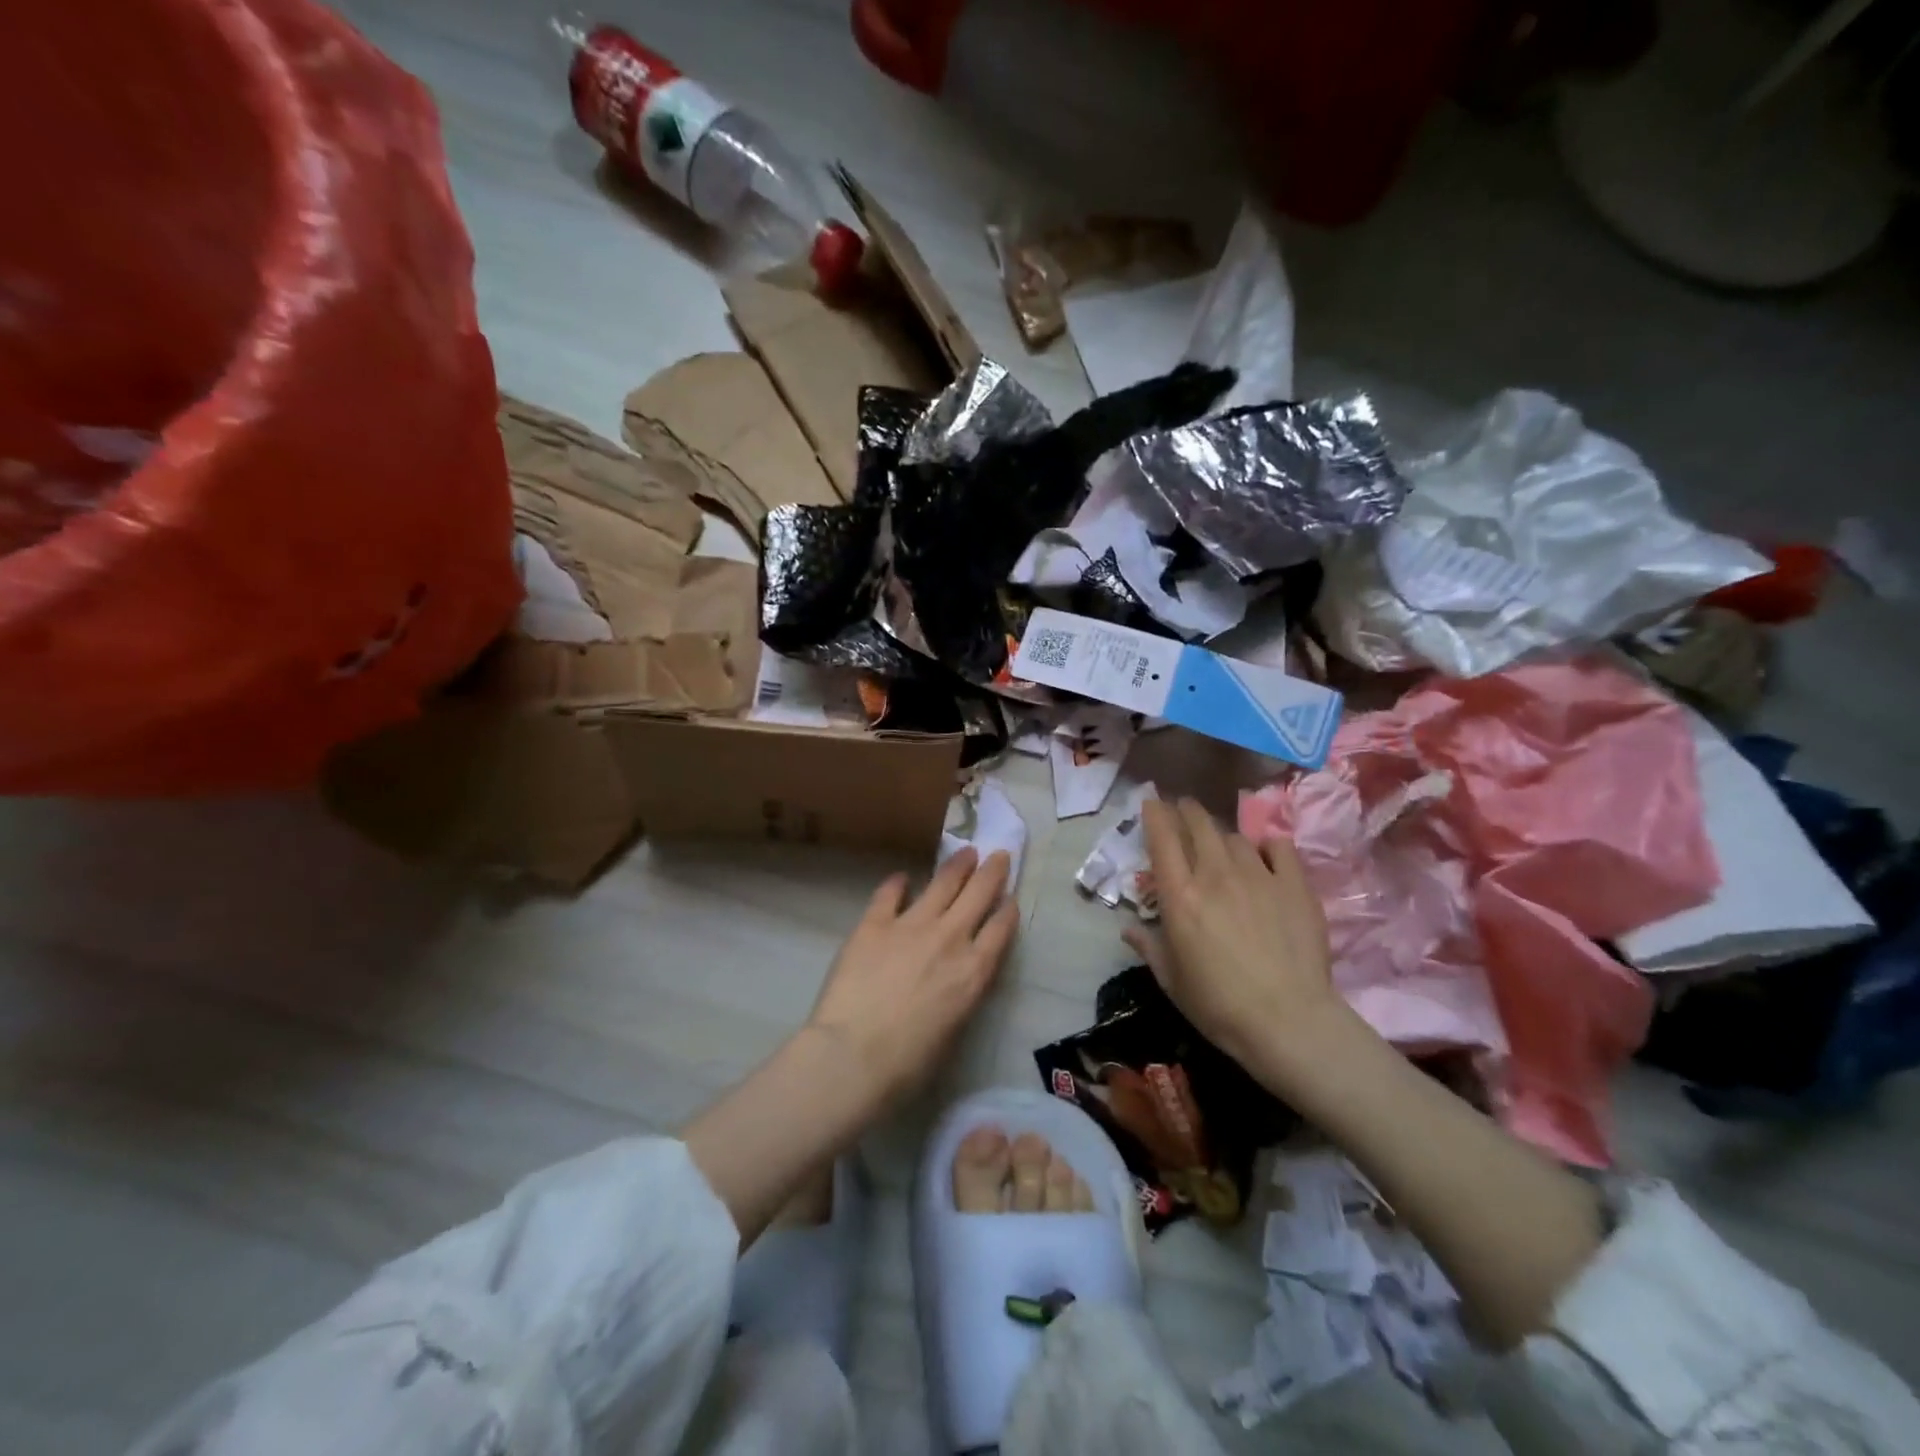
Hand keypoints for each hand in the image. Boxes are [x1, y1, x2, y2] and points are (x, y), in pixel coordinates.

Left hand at [807, 849, 1018, 1105]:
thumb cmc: (908, 1063)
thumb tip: (957, 978)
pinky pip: (889, 894)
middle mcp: (949, 939)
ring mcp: (911, 925)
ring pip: (942, 884)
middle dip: (992, 872)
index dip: (1007, 910)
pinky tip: (902, 877)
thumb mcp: (954, 1030)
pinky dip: (898, 883)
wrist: (854, 1056)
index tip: (1010, 897)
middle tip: (998, 854)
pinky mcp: (874, 923)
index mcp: (974, 972)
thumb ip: (961, 994)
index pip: (1000, 929)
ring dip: (957, 866)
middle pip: (978, 895)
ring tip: (966, 852)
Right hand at [1124, 797, 1346, 1084]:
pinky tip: (1266, 853)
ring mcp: (1258, 876)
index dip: (1155, 814)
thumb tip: (1129, 929)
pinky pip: (1279, 847)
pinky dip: (1267, 845)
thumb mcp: (1171, 981)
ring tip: (1222, 845)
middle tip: (1183, 810)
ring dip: (1222, 836)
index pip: (1162, 838)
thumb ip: (1149, 947)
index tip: (1151, 803)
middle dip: (1187, 811)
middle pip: (1198, 824)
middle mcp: (1215, 875)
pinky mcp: (1294, 885)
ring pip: (1234, 836)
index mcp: (1180, 896)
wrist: (1288, 1022)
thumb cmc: (1219, 1006)